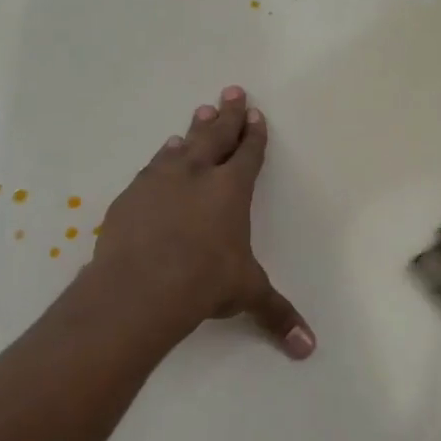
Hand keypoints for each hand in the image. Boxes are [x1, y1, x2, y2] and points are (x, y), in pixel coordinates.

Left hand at [90, 86, 314, 358]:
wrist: (139, 287)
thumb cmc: (204, 283)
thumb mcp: (247, 295)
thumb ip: (277, 315)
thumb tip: (308, 349)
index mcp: (232, 190)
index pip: (248, 154)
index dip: (255, 134)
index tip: (256, 115)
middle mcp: (198, 175)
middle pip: (216, 135)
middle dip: (228, 114)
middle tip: (231, 91)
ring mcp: (161, 181)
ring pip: (183, 146)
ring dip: (195, 130)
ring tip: (200, 113)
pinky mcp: (132, 195)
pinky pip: (153, 167)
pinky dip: (163, 158)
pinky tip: (164, 154)